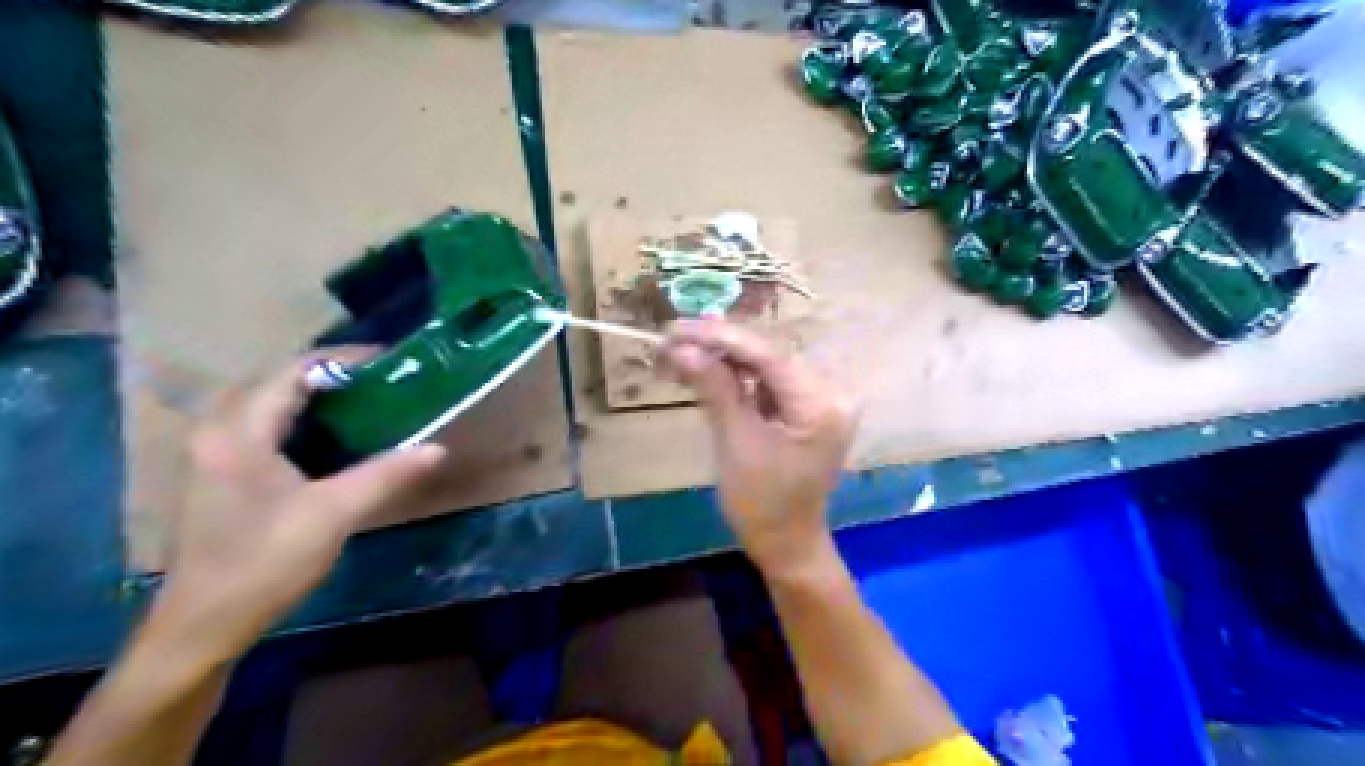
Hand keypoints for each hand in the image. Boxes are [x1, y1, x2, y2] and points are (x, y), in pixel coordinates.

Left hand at [156, 351, 444, 660]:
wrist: (203, 626)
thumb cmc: (264, 563)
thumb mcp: (334, 514)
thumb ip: (386, 474)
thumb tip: (437, 447)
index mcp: (238, 432)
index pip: (293, 372)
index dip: (345, 360)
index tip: (392, 362)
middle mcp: (218, 431)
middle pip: (278, 381)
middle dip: (334, 375)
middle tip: (385, 381)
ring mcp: (214, 453)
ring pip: (270, 402)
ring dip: (318, 395)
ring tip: (369, 400)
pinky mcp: (222, 473)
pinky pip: (265, 425)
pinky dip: (304, 418)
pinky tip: (337, 434)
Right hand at [659, 321, 849, 576]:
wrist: (785, 543)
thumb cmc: (761, 504)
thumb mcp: (735, 442)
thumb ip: (715, 389)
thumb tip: (683, 348)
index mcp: (821, 405)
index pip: (769, 356)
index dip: (720, 338)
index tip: (676, 330)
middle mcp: (829, 393)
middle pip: (767, 356)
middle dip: (717, 347)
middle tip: (670, 340)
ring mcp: (819, 400)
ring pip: (764, 366)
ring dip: (721, 360)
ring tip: (677, 352)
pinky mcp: (805, 408)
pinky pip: (767, 383)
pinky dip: (735, 378)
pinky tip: (703, 370)